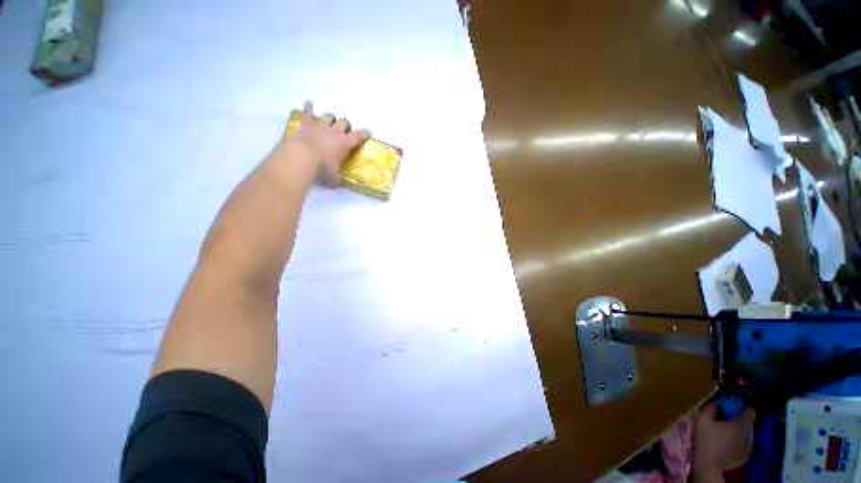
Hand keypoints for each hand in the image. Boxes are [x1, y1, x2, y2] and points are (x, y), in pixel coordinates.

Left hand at [287, 101, 369, 185]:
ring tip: (330, 122)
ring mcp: (321, 125)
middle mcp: (335, 131)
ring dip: (331, 119)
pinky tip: (309, 103)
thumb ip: (337, 178)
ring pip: (329, 116)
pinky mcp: (307, 124)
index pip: (359, 136)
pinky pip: (308, 112)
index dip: (364, 133)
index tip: (367, 132)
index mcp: (345, 143)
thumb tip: (336, 183)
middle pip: (344, 122)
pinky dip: (309, 107)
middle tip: (345, 130)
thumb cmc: (323, 168)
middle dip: (346, 125)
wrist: (303, 157)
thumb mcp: (334, 178)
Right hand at [694, 403, 755, 480]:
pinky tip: (727, 446)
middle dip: (738, 423)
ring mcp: (749, 448)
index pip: (750, 412)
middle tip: (725, 423)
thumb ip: (711, 409)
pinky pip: (743, 446)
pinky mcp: (745, 457)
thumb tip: (716, 404)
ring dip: (738, 434)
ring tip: (725, 436)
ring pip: (746, 436)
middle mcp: (749, 435)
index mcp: (742, 425)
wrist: (709, 465)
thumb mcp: (703, 420)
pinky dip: (737, 444)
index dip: (743, 409)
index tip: (734, 409)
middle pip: (748, 425)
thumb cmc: (707, 439)